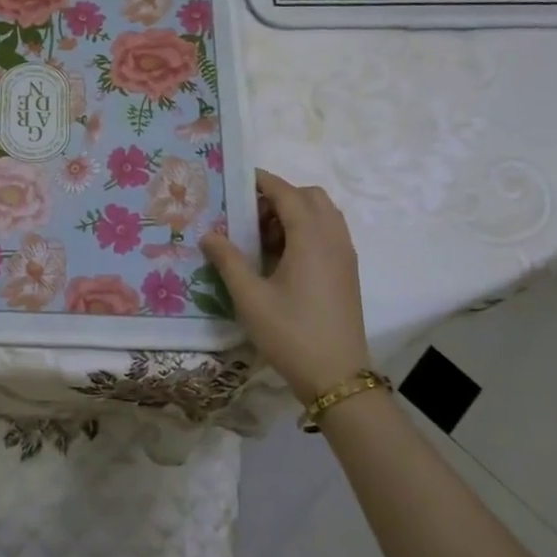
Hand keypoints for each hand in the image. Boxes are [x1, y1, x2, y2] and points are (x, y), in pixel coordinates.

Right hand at [201, 170, 370, 403]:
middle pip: (311, 197)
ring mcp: (345, 256)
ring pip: (324, 214)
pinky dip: (307, 230)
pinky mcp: (347, 273)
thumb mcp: (250, 297)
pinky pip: (329, 233)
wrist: (337, 378)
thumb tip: (209, 234)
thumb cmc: (290, 333)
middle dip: (281, 195)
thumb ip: (228, 260)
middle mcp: (333, 239)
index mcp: (311, 239)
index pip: (288, 193)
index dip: (263, 181)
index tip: (237, 179)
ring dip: (296, 213)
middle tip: (250, 215)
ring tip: (263, 237)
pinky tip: (282, 256)